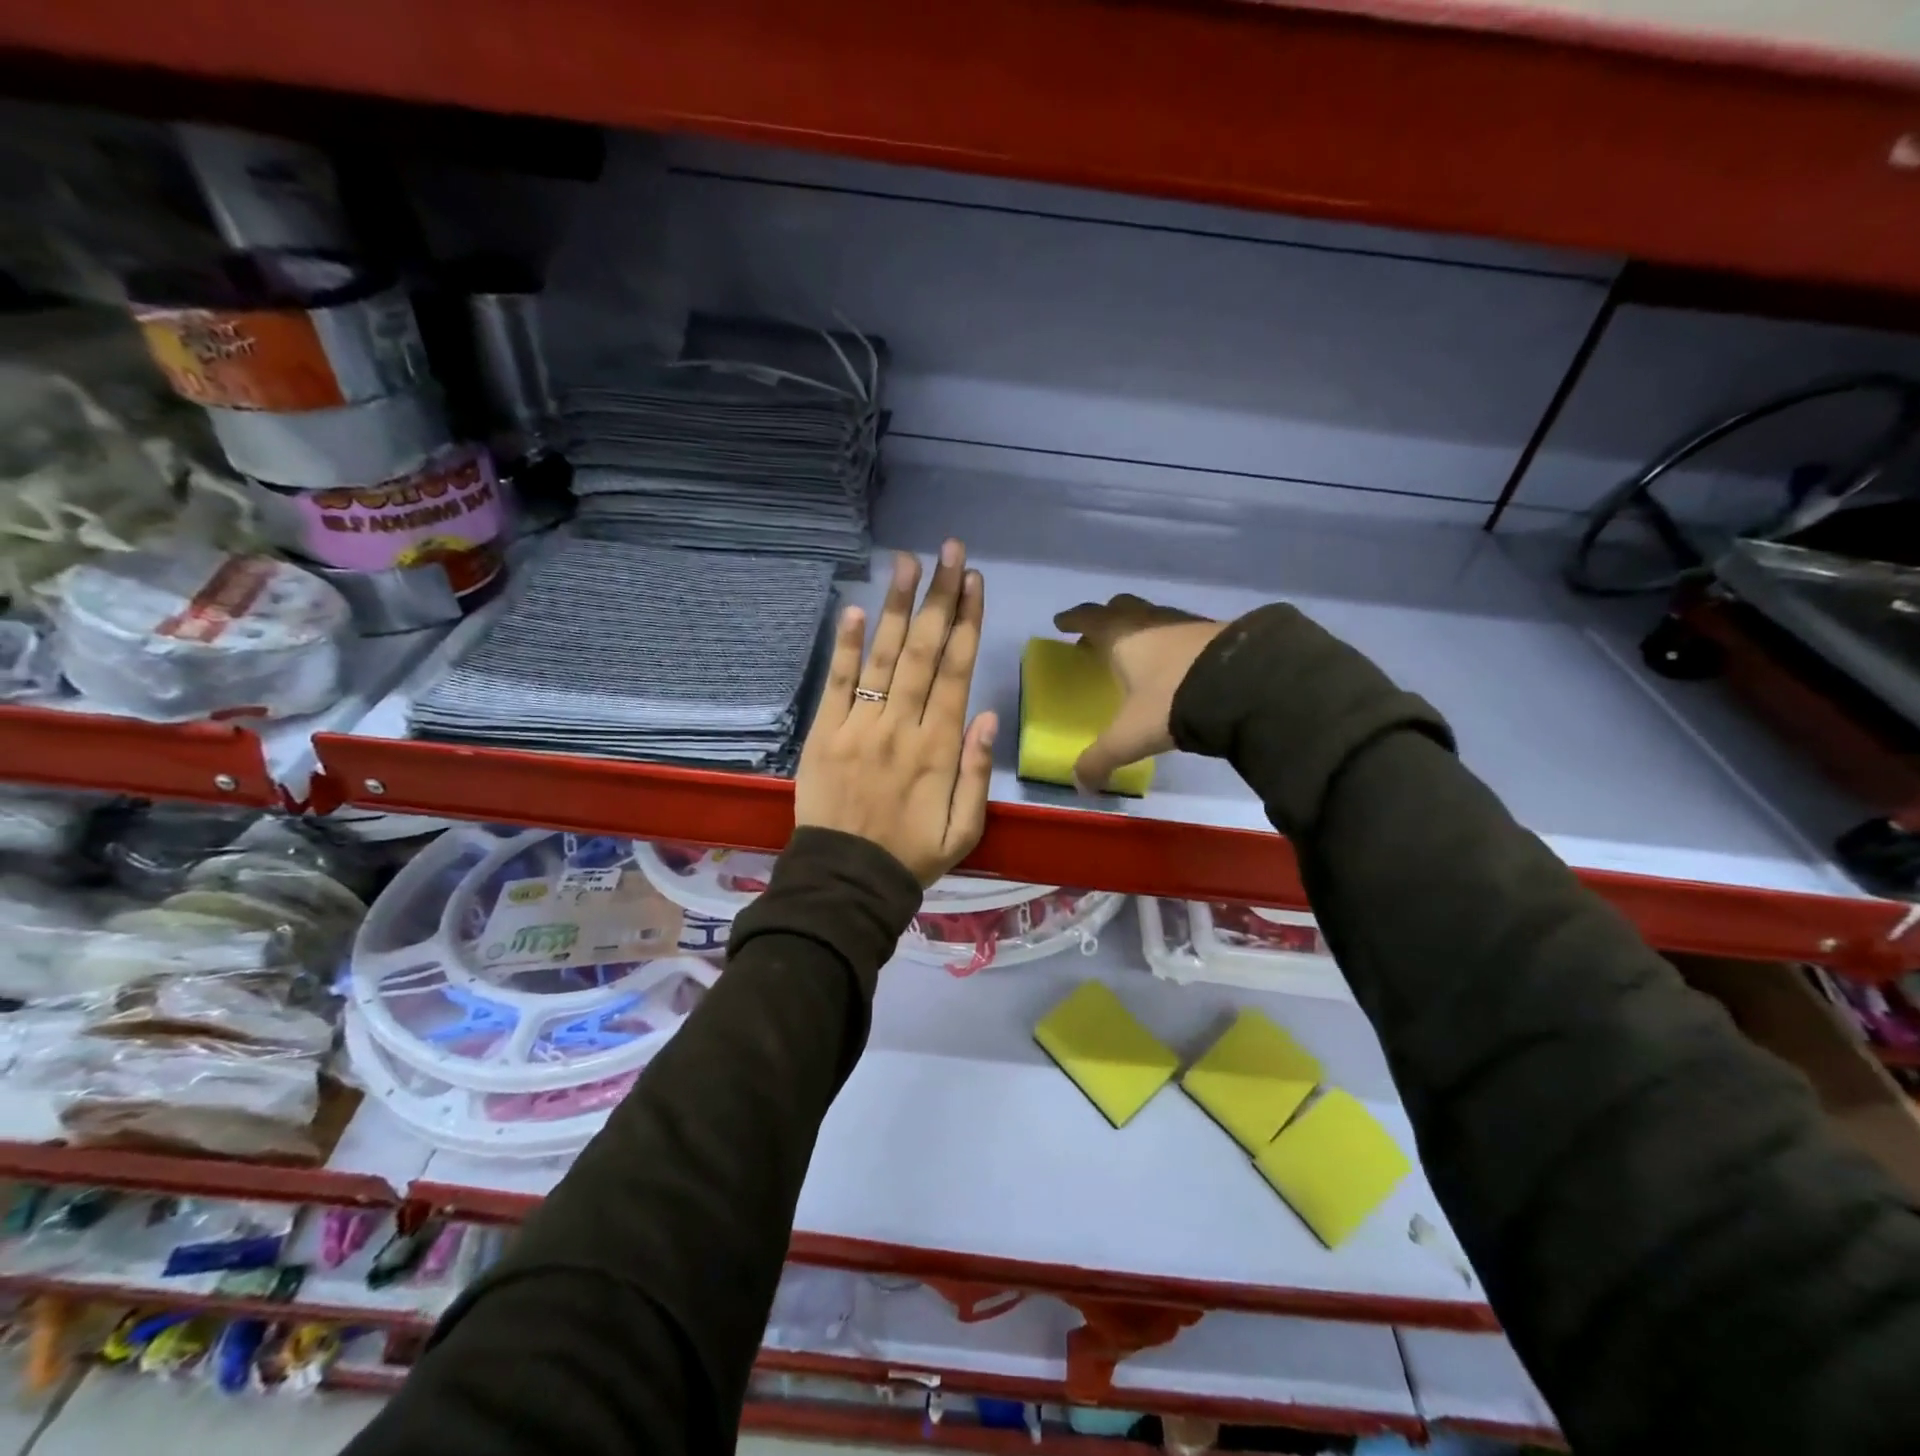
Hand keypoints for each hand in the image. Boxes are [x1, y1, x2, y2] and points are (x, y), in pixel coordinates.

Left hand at [796, 540, 996, 884]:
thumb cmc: (911, 855)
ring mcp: (859, 727)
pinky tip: (858, 609)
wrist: (846, 882)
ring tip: (908, 561)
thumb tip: (987, 715)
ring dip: (898, 607)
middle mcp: (902, 727)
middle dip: (939, 598)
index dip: (966, 623)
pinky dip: (847, 646)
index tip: (974, 582)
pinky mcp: (824, 733)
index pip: (956, 672)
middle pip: (925, 652)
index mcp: (940, 748)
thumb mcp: (965, 830)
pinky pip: (838, 683)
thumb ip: (977, 772)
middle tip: (949, 551)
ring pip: (884, 657)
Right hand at [1053, 594, 1225, 793]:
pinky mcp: (1217, 632)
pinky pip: (1183, 631)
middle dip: (1106, 618)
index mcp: (1121, 636)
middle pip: (1122, 608)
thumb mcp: (1130, 736)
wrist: (1244, 685)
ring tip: (1137, 652)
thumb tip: (1080, 785)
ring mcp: (1186, 623)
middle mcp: (1151, 621)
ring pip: (1154, 616)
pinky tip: (1176, 663)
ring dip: (1141, 628)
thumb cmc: (1171, 702)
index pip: (1089, 619)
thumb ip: (1101, 759)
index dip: (1073, 620)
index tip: (1061, 622)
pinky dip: (1171, 642)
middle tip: (1096, 636)